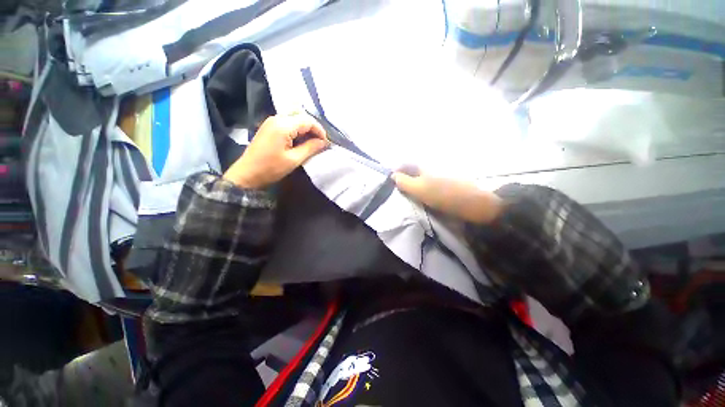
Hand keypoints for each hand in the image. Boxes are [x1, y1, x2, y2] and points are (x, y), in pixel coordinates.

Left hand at [223, 113, 328, 188]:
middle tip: (320, 142)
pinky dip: (297, 130)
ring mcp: (271, 121)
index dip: (319, 130)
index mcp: (283, 125)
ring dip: (305, 129)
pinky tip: (300, 140)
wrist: (247, 173)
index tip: (325, 143)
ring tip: (312, 142)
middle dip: (313, 128)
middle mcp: (277, 118)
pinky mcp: (269, 127)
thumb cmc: (271, 168)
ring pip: (295, 118)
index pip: (307, 121)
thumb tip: (324, 142)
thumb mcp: (294, 160)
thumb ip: (310, 148)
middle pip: (301, 116)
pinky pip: (287, 123)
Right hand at [392, 166, 504, 223]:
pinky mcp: (447, 181)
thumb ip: (404, 182)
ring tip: (408, 195)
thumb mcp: (420, 189)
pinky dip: (423, 187)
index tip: (390, 183)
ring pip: (420, 176)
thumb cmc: (444, 194)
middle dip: (403, 178)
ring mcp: (440, 172)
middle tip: (397, 191)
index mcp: (424, 164)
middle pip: (412, 170)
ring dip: (413, 184)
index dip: (395, 172)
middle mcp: (431, 164)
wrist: (475, 203)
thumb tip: (393, 176)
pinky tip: (422, 196)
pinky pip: (429, 182)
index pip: (404, 163)